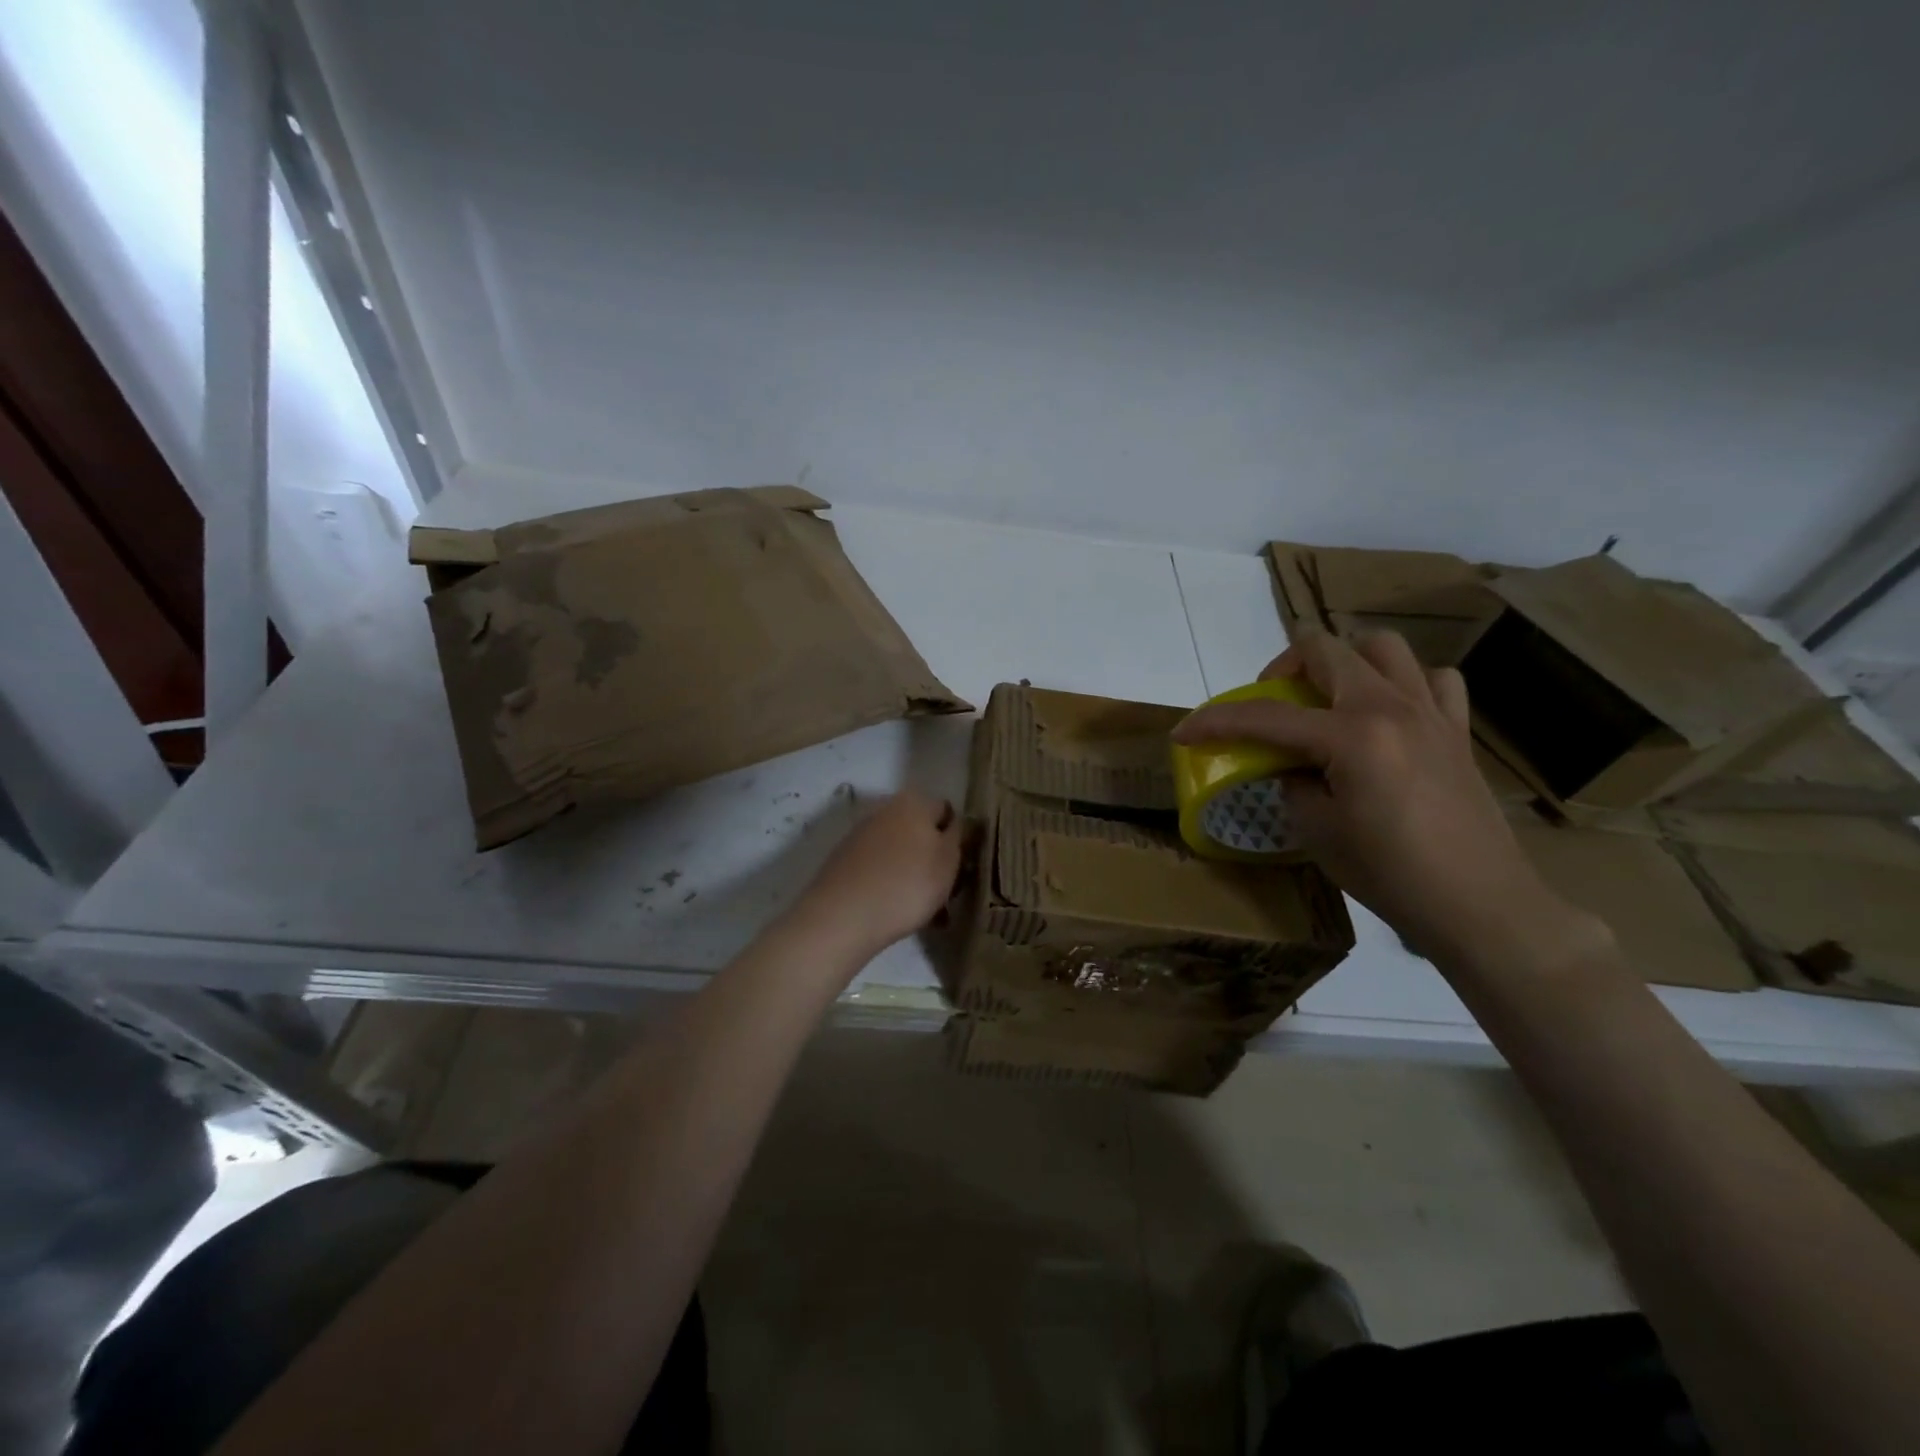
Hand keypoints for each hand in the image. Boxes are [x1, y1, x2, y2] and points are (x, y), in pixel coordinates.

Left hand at [789, 789, 963, 959]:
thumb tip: (956, 823)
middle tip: (945, 893)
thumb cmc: (907, 884)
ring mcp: (861, 835)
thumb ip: (958, 836)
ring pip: (901, 853)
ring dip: (914, 875)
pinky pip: (880, 869)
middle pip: (921, 832)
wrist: (843, 916)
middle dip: (934, 859)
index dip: (958, 838)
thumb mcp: (949, 860)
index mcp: (913, 801)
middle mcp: (885, 810)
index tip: (961, 866)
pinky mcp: (845, 861)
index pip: (946, 811)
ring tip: (924, 912)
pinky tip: (897, 913)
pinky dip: (891, 885)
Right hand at [1172, 628, 1584, 962]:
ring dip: (1345, 661)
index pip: (1266, 717)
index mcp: (1351, 735)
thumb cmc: (1388, 873)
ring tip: (1330, 697)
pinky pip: (1433, 680)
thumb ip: (1292, 783)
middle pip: (1326, 650)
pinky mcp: (1456, 731)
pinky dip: (1404, 683)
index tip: (1184, 732)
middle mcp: (1390, 708)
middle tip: (1269, 703)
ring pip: (1383, 647)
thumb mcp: (1317, 831)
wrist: (1477, 905)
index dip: (1216, 722)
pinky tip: (1389, 714)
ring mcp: (1430, 713)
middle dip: (1281, 667)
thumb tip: (1291, 766)